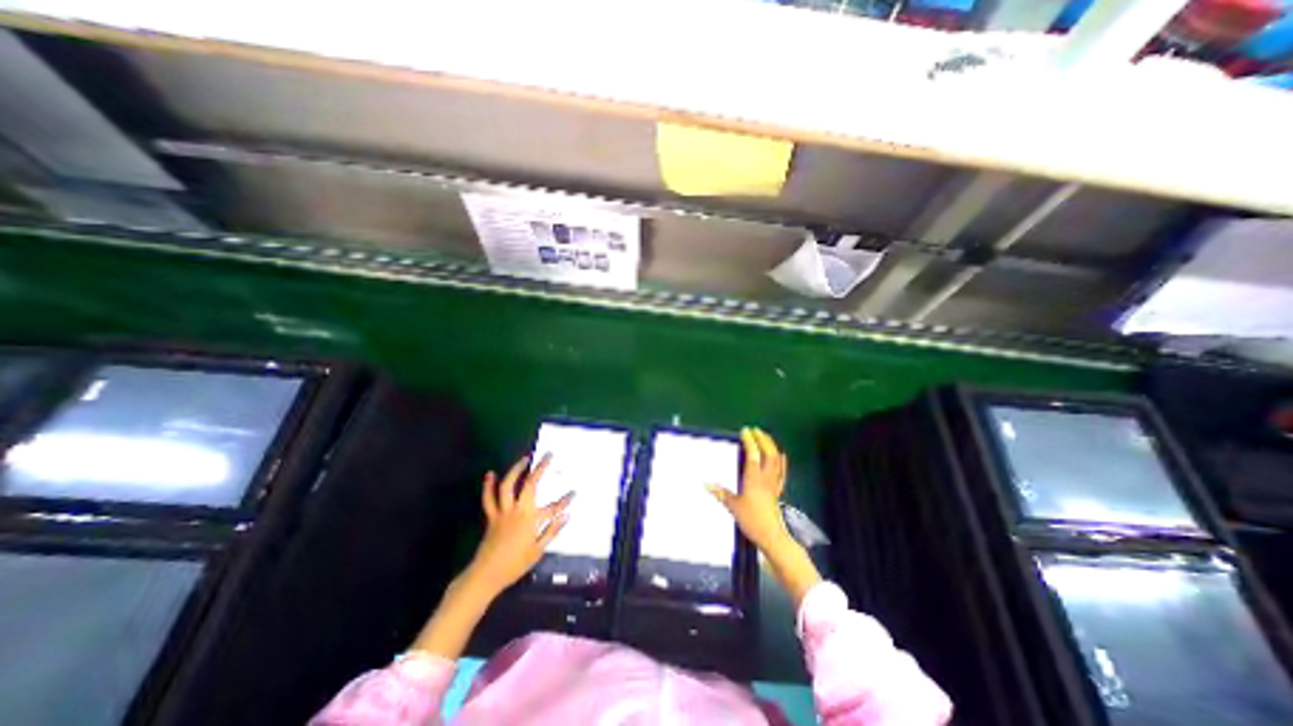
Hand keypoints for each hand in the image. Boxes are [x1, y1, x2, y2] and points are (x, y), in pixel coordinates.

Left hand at [410, 455, 572, 664]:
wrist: (486, 575)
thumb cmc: (515, 565)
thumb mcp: (538, 551)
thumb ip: (552, 531)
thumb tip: (566, 516)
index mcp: (531, 520)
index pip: (554, 507)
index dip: (565, 500)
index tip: (574, 493)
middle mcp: (517, 511)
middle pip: (530, 484)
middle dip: (540, 468)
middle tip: (548, 456)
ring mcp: (503, 512)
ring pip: (507, 485)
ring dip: (516, 469)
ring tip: (525, 458)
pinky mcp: (492, 516)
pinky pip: (489, 498)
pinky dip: (488, 485)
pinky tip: (490, 474)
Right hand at [713, 428, 792, 552]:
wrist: (772, 535)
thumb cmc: (752, 520)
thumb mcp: (733, 506)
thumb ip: (721, 493)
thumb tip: (705, 483)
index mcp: (754, 479)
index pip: (753, 454)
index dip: (750, 441)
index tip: (745, 431)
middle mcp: (766, 477)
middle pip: (768, 453)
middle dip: (762, 439)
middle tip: (756, 430)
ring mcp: (774, 483)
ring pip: (776, 460)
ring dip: (772, 446)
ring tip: (766, 437)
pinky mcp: (779, 489)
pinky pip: (782, 471)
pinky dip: (782, 460)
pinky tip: (781, 455)